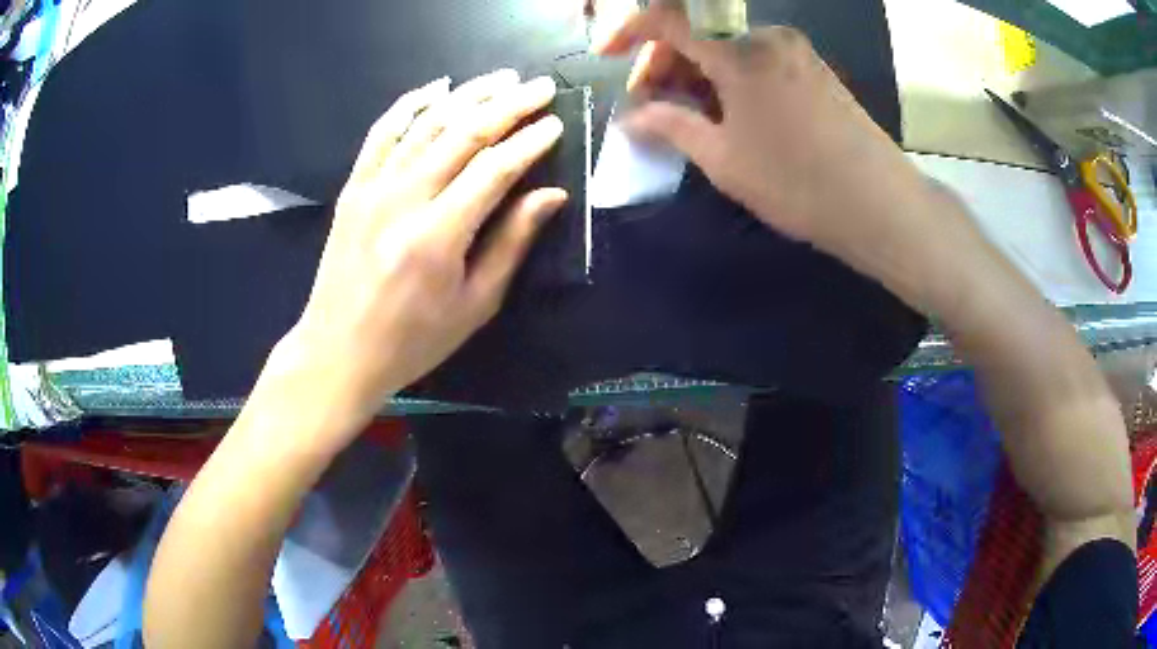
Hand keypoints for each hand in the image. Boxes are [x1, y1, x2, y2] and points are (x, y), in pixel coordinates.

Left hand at [264, 70, 566, 441]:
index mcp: (437, 236)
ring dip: (467, 95)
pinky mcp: (353, 187)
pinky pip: (382, 133)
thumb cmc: (412, 340)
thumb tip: (551, 195)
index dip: (529, 142)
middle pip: (463, 133)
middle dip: (508, 105)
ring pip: (426, 123)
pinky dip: (409, 104)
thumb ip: (511, 243)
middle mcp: (403, 199)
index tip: (556, 123)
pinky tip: (436, 87)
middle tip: (540, 86)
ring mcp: (372, 188)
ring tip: (501, 79)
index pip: (494, 168)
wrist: (338, 350)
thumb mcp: (474, 305)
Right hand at [593, 2, 931, 261]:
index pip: (669, 19)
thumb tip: (632, 117)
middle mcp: (767, 36)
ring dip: (698, 73)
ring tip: (688, 117)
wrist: (880, 205)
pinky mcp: (814, 69)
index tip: (608, 56)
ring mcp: (796, 51)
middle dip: (665, 63)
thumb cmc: (797, 182)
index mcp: (739, 50)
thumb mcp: (724, 159)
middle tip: (651, 106)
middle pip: (699, 32)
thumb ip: (672, 127)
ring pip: (728, 47)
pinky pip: (757, 59)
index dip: (630, 32)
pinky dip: (730, 78)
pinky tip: (729, 113)